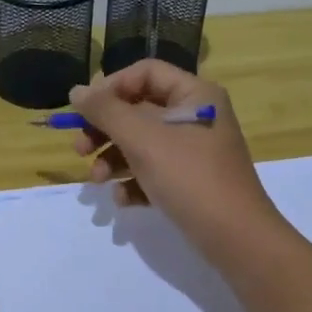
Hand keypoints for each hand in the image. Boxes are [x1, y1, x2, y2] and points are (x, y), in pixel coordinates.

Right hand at [65, 61, 286, 260]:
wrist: (235, 238)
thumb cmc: (189, 177)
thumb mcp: (142, 139)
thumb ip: (105, 111)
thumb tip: (76, 90)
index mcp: (194, 95)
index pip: (145, 73)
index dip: (111, 87)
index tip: (85, 111)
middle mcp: (196, 117)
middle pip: (139, 110)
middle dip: (105, 130)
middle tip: (80, 149)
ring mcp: (194, 151)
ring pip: (142, 143)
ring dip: (114, 159)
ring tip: (97, 180)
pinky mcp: (190, 182)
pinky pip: (154, 172)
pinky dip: (134, 182)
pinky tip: (122, 199)